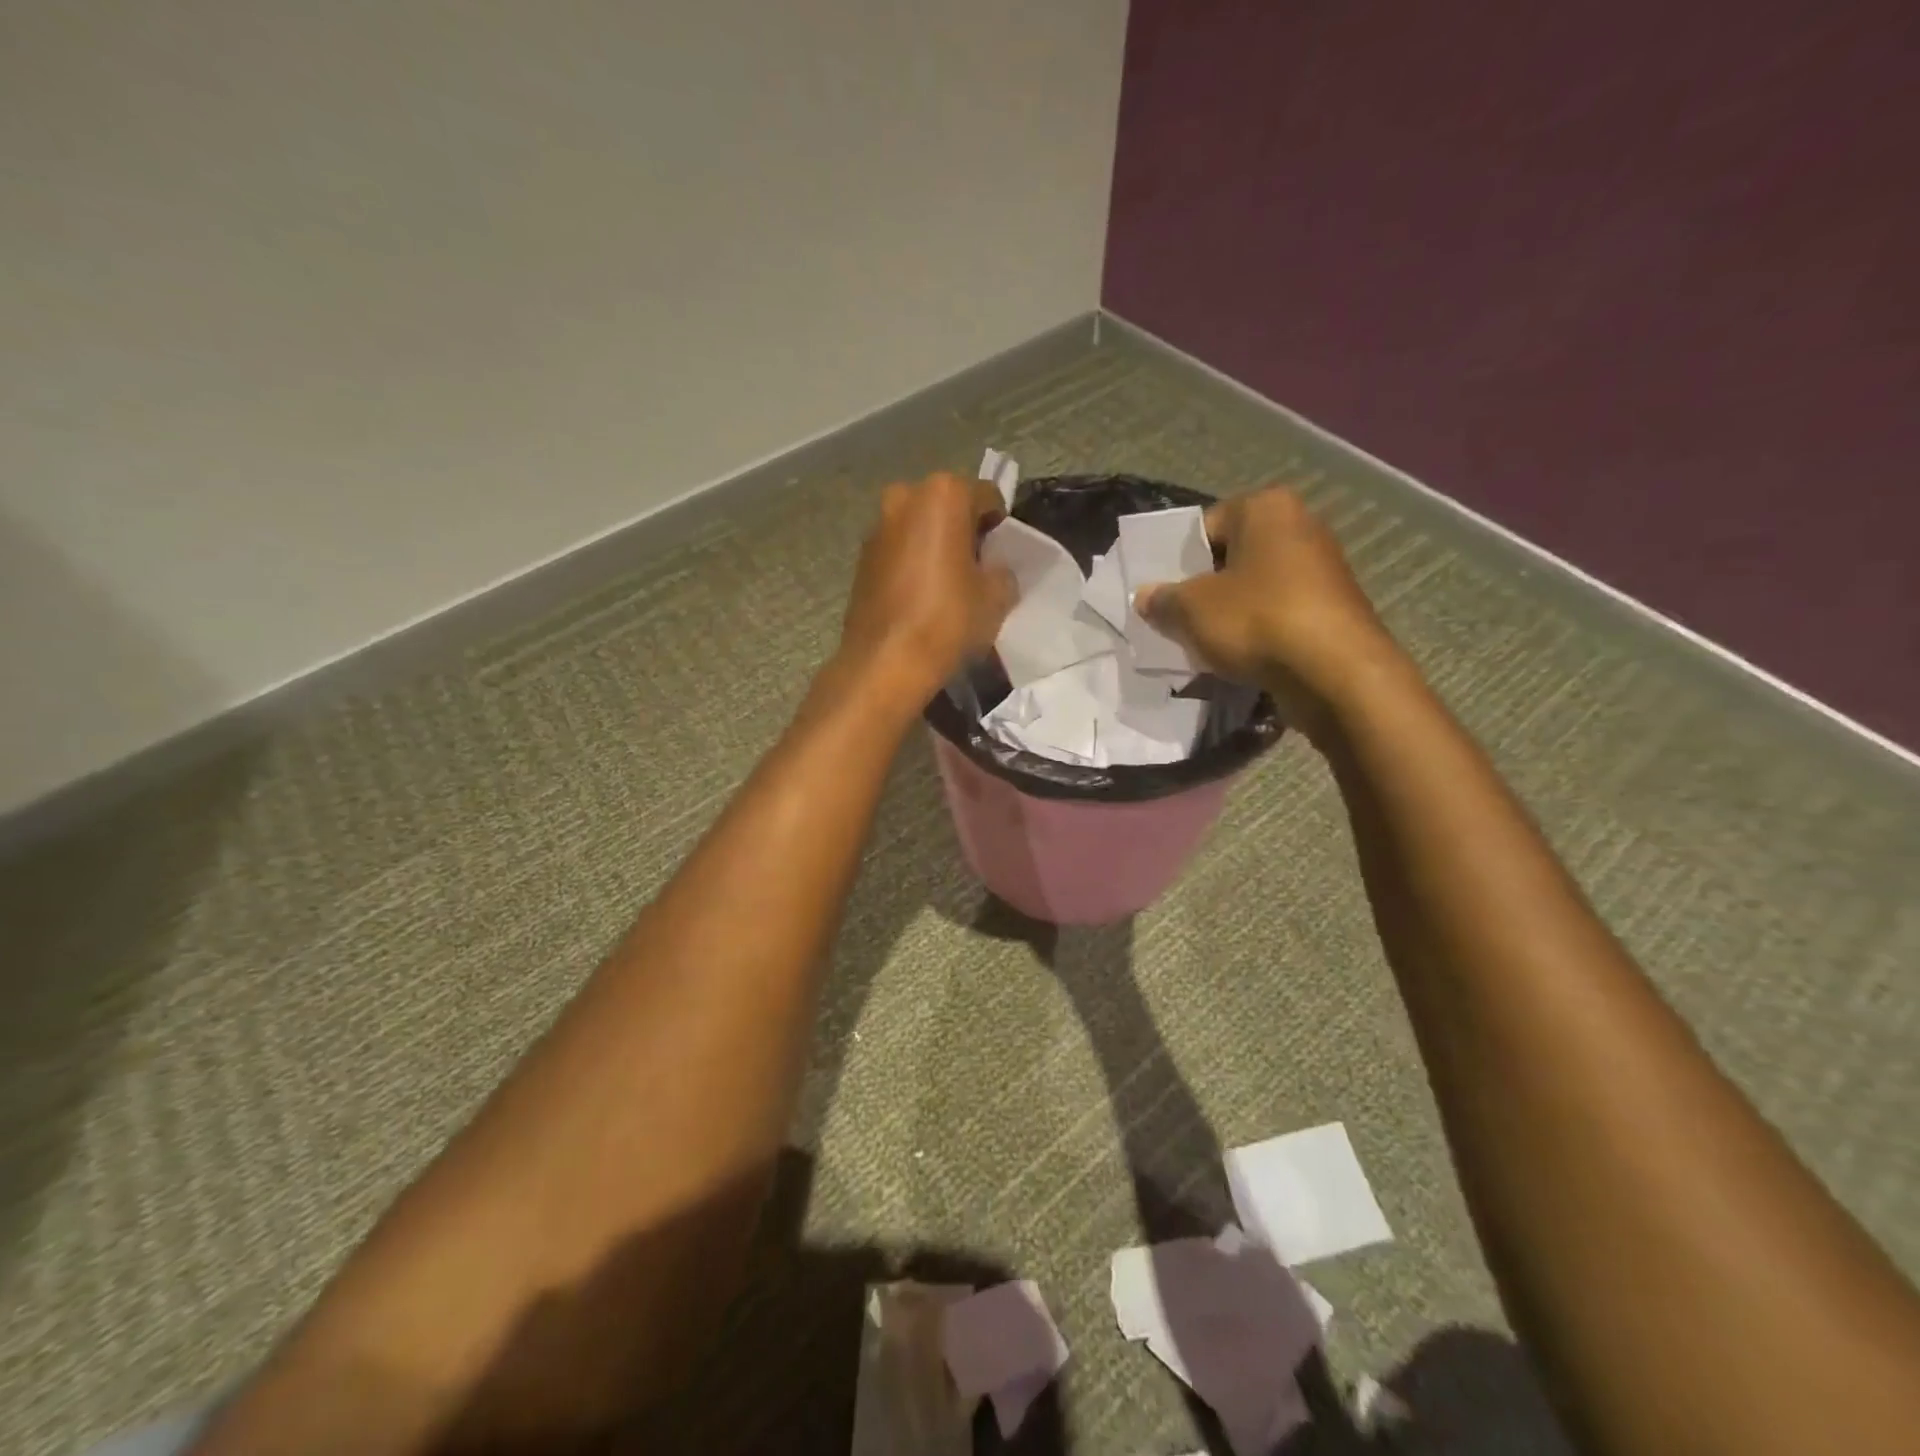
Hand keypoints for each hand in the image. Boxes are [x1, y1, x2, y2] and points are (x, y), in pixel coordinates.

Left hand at [838, 471, 1015, 707]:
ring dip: (935, 545)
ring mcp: (877, 526)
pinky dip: (912, 562)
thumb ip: (1001, 570)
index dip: (999, 526)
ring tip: (947, 584)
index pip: (986, 496)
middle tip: (975, 568)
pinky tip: (920, 596)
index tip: (1001, 555)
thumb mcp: (996, 596)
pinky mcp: (861, 557)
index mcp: (943, 494)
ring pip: (919, 527)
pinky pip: (898, 549)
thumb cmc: (948, 619)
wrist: (885, 662)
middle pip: (947, 506)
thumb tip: (992, 568)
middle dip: (963, 530)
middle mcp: (904, 497)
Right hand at [1133, 487, 1399, 733]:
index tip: (1162, 593)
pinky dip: (1256, 631)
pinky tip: (1238, 657)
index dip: (1177, 561)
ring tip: (1203, 643)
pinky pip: (1278, 613)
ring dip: (1228, 613)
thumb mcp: (1191, 610)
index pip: (1205, 526)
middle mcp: (1300, 526)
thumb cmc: (1256, 620)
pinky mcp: (1332, 608)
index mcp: (1266, 508)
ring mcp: (1322, 568)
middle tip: (1176, 619)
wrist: (1335, 673)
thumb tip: (1144, 597)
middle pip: (1231, 556)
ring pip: (1254, 588)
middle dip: (1202, 588)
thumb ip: (1162, 600)